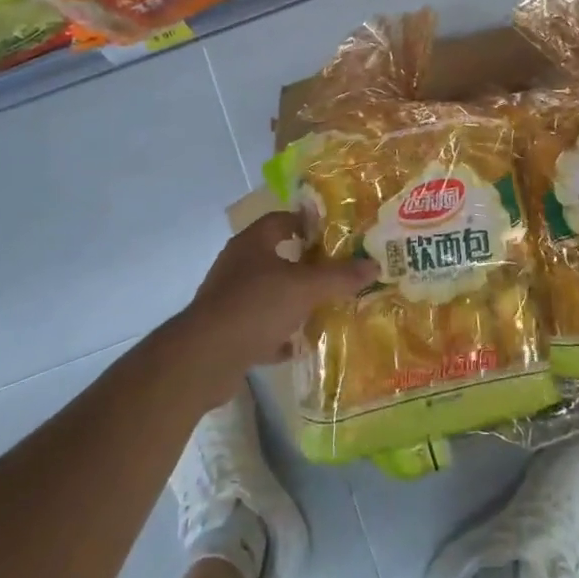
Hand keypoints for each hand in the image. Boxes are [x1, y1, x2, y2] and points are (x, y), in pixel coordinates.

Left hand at [177, 211, 376, 386]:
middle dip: (304, 265)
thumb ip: (339, 276)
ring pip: (268, 294)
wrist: (204, 358)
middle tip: (336, 272)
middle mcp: (238, 266)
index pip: (281, 220)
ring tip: (323, 307)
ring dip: (292, 301)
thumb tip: (374, 265)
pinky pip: (259, 327)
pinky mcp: (226, 332)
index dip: (307, 223)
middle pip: (276, 257)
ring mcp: (228, 299)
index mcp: (252, 243)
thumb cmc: (255, 306)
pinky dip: (278, 335)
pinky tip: (299, 345)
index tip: (334, 234)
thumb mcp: (305, 288)